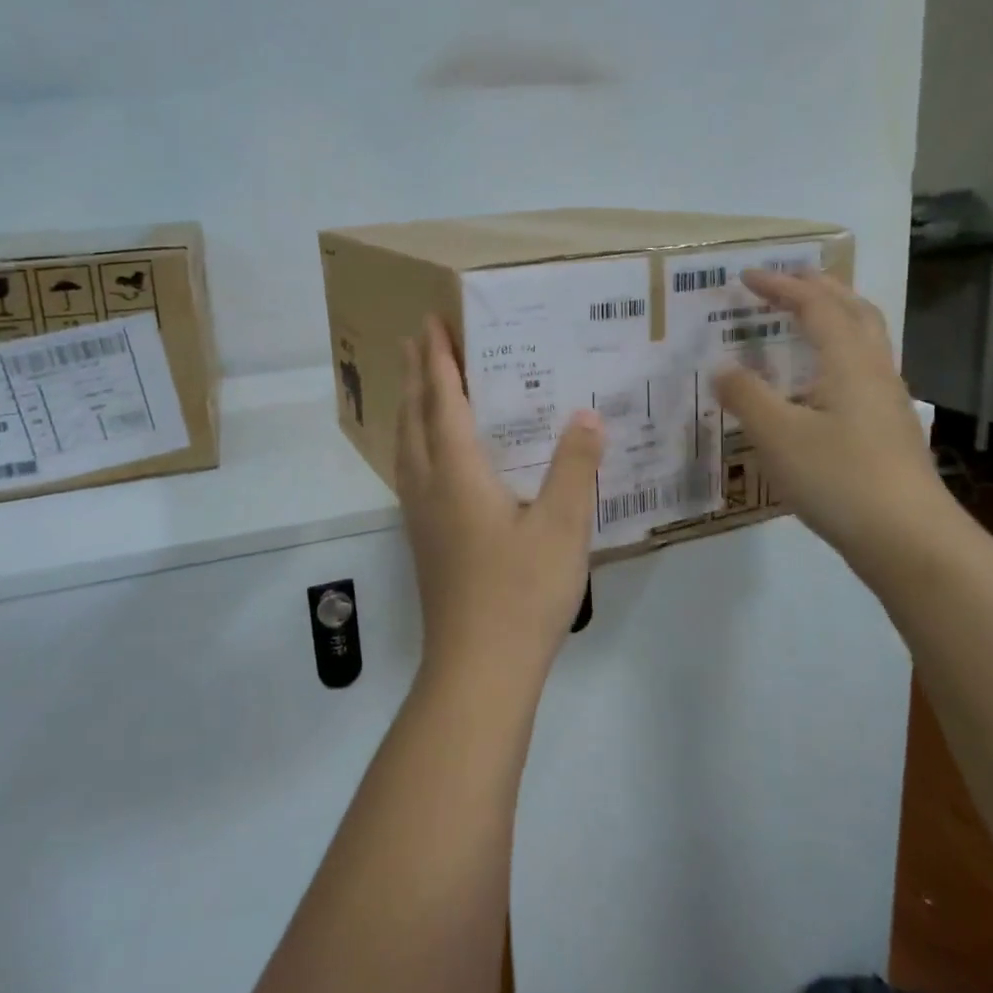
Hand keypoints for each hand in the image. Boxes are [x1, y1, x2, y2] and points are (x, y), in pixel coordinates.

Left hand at [397, 317, 604, 691]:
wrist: (478, 669)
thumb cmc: (521, 593)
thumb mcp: (563, 526)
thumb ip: (575, 466)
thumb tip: (586, 414)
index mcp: (457, 472)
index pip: (443, 400)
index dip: (439, 360)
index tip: (431, 323)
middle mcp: (428, 485)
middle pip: (415, 416)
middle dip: (417, 374)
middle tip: (418, 340)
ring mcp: (419, 515)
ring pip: (405, 445)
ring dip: (410, 406)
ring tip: (418, 385)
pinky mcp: (423, 539)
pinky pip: (410, 469)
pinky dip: (414, 440)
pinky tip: (430, 454)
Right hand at [712, 269, 953, 564]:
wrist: (909, 539)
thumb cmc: (839, 478)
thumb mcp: (777, 435)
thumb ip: (745, 396)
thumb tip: (721, 368)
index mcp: (848, 362)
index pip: (815, 306)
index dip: (781, 286)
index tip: (746, 276)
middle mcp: (873, 371)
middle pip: (854, 311)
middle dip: (819, 289)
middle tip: (786, 281)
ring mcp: (886, 401)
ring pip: (864, 340)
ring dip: (834, 317)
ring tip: (803, 320)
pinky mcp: (888, 429)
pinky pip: (861, 370)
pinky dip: (836, 353)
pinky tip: (817, 383)